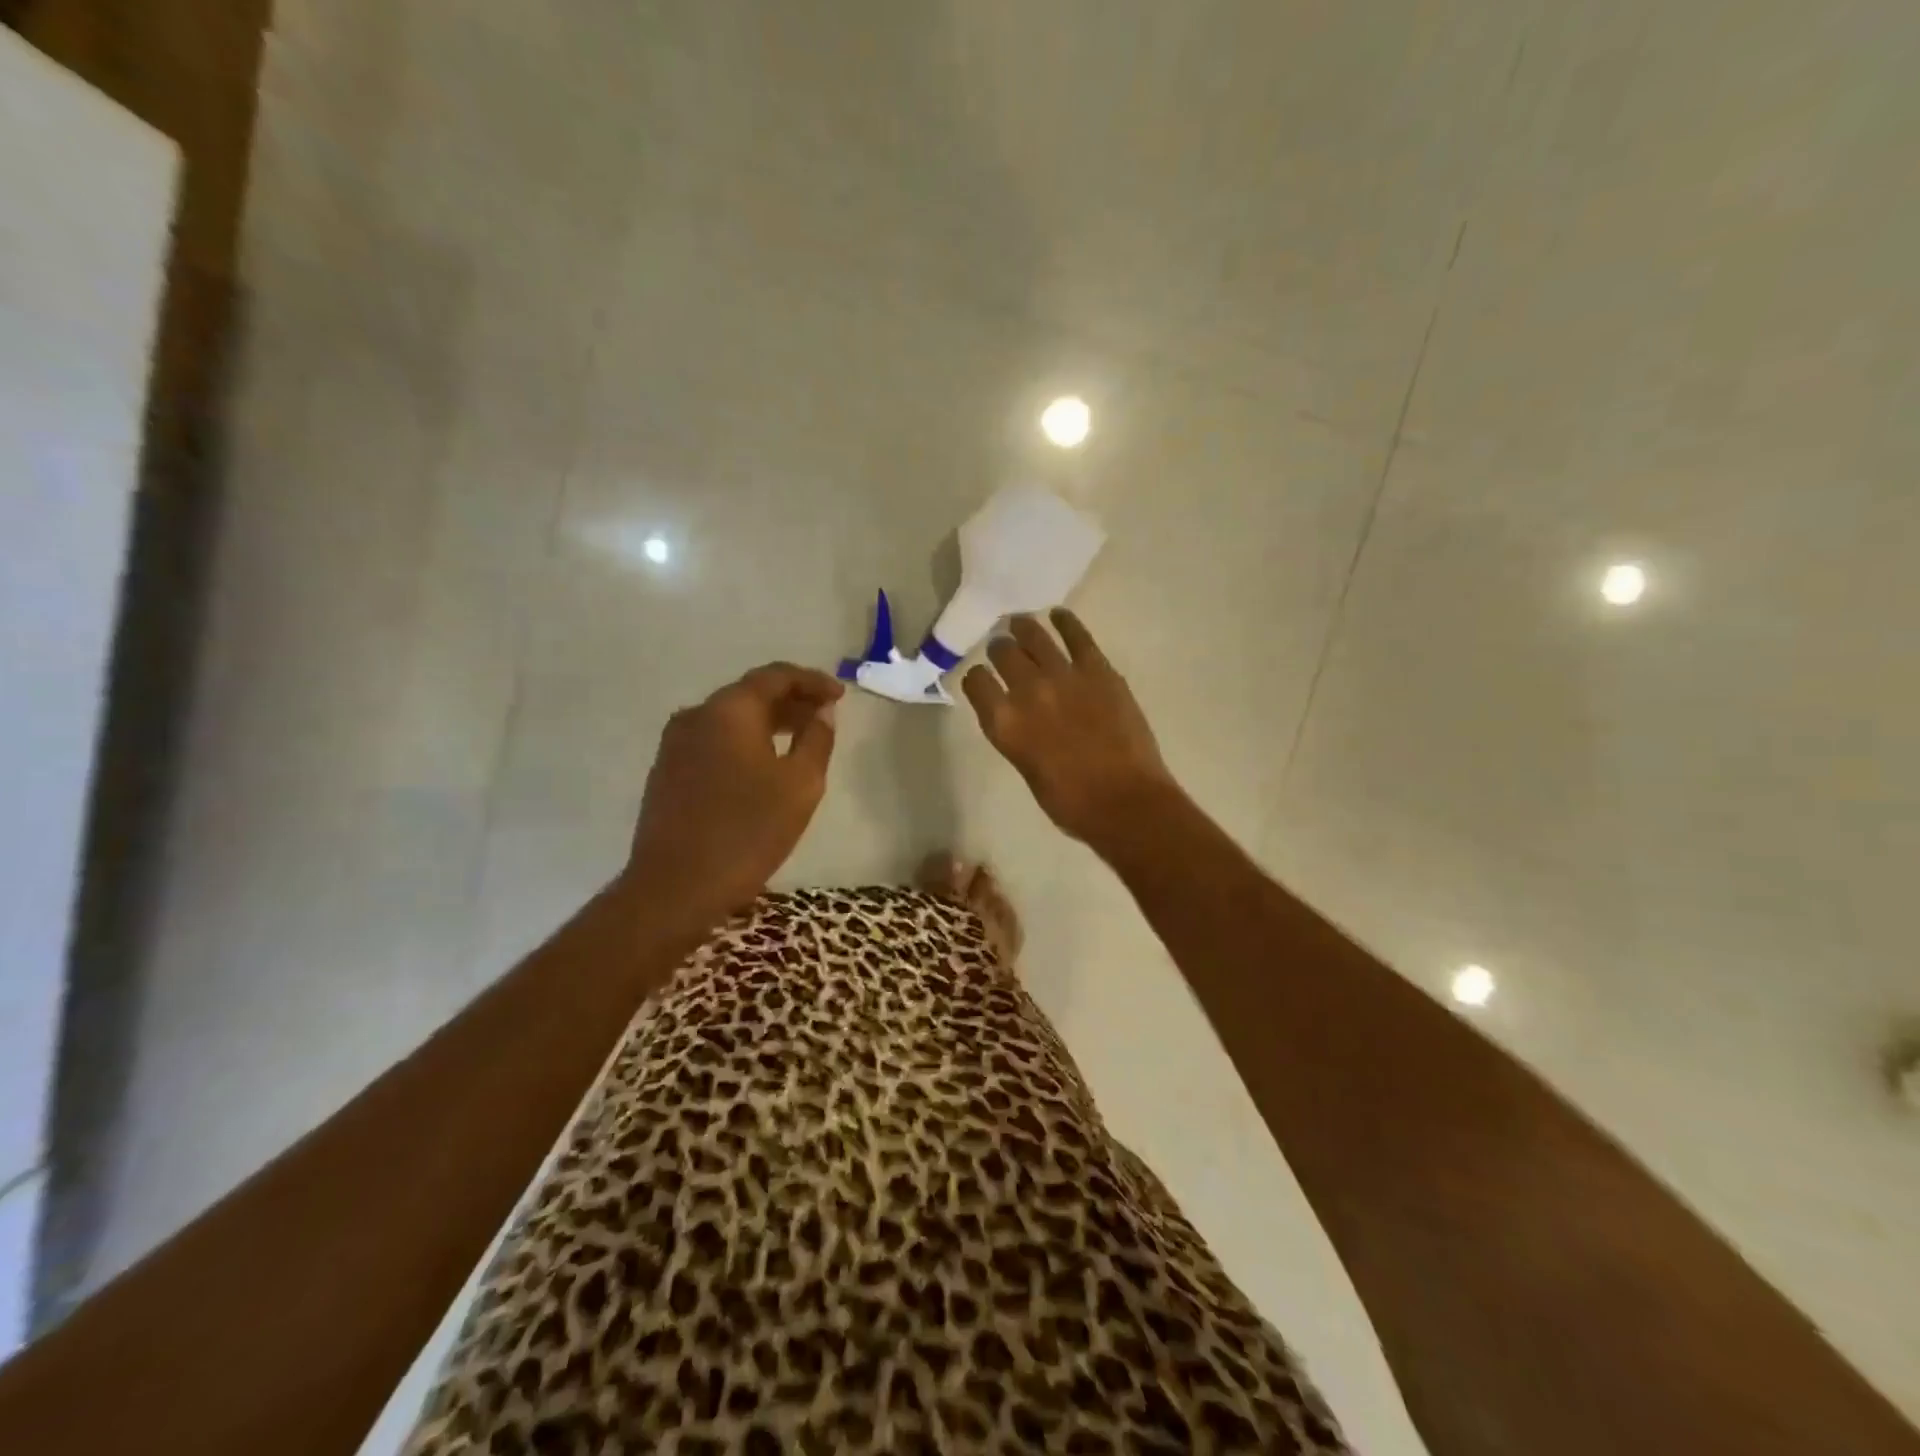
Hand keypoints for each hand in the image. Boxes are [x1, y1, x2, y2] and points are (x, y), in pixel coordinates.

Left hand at [624, 662, 842, 929]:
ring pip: (730, 719)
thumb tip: (822, 711)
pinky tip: (763, 764)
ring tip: (800, 738)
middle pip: (750, 694)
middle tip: (824, 715)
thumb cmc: (748, 832)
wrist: (675, 887)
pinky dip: (744, 741)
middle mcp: (696, 716)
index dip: (812, 681)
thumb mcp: (800, 784)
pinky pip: (714, 740)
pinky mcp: (667, 771)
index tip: (840, 695)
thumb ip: (817, 739)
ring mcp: (675, 744)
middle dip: (791, 700)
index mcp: (729, 711)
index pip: (775, 676)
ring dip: (768, 722)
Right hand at [963, 609, 1177, 851]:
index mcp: (1003, 723)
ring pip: (1034, 636)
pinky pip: (1077, 636)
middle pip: (1003, 654)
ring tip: (1020, 623)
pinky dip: (1066, 622)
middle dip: (999, 649)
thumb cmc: (1070, 802)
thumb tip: (1019, 716)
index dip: (977, 678)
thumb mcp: (1026, 768)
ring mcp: (1064, 676)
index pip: (976, 682)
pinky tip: (1059, 615)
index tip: (983, 679)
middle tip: (1002, 648)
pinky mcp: (1099, 670)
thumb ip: (1016, 735)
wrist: (1124, 802)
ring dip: (1024, 628)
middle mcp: (1027, 691)